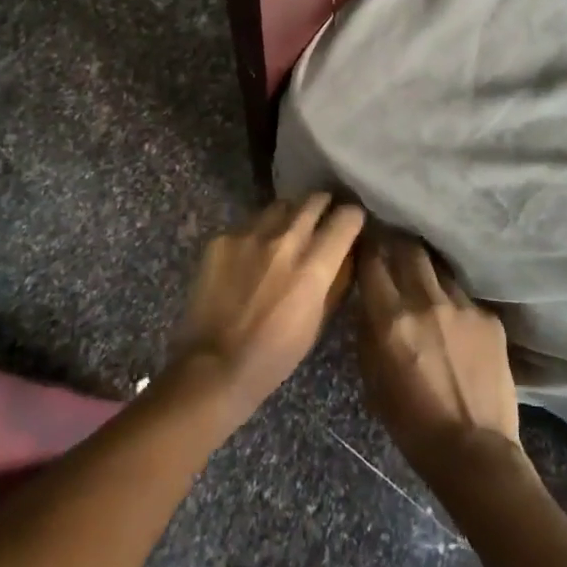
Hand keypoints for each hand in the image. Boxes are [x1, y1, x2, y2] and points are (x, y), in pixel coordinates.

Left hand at [171, 193, 365, 424]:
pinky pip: (250, 223)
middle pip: (315, 199)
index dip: (353, 218)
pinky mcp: (222, 238)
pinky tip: (252, 255)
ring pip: (282, 205)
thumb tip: (350, 249)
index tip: (351, 224)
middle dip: (324, 206)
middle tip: (322, 220)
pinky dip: (258, 233)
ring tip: (287, 233)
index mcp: (314, 266)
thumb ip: (337, 279)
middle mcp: (285, 240)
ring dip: (291, 215)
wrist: (214, 367)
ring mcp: (250, 235)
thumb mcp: (319, 321)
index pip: (347, 217)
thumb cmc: (275, 354)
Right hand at [356, 235, 524, 487]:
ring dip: (426, 269)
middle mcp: (425, 300)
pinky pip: (464, 296)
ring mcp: (461, 305)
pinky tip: (454, 318)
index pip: (373, 261)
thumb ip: (367, 334)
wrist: (475, 452)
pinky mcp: (488, 316)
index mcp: (391, 319)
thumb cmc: (413, 426)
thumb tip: (368, 303)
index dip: (367, 246)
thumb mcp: (373, 382)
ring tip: (423, 276)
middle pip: (408, 248)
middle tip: (393, 245)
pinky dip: (453, 301)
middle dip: (398, 243)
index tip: (365, 241)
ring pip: (438, 267)